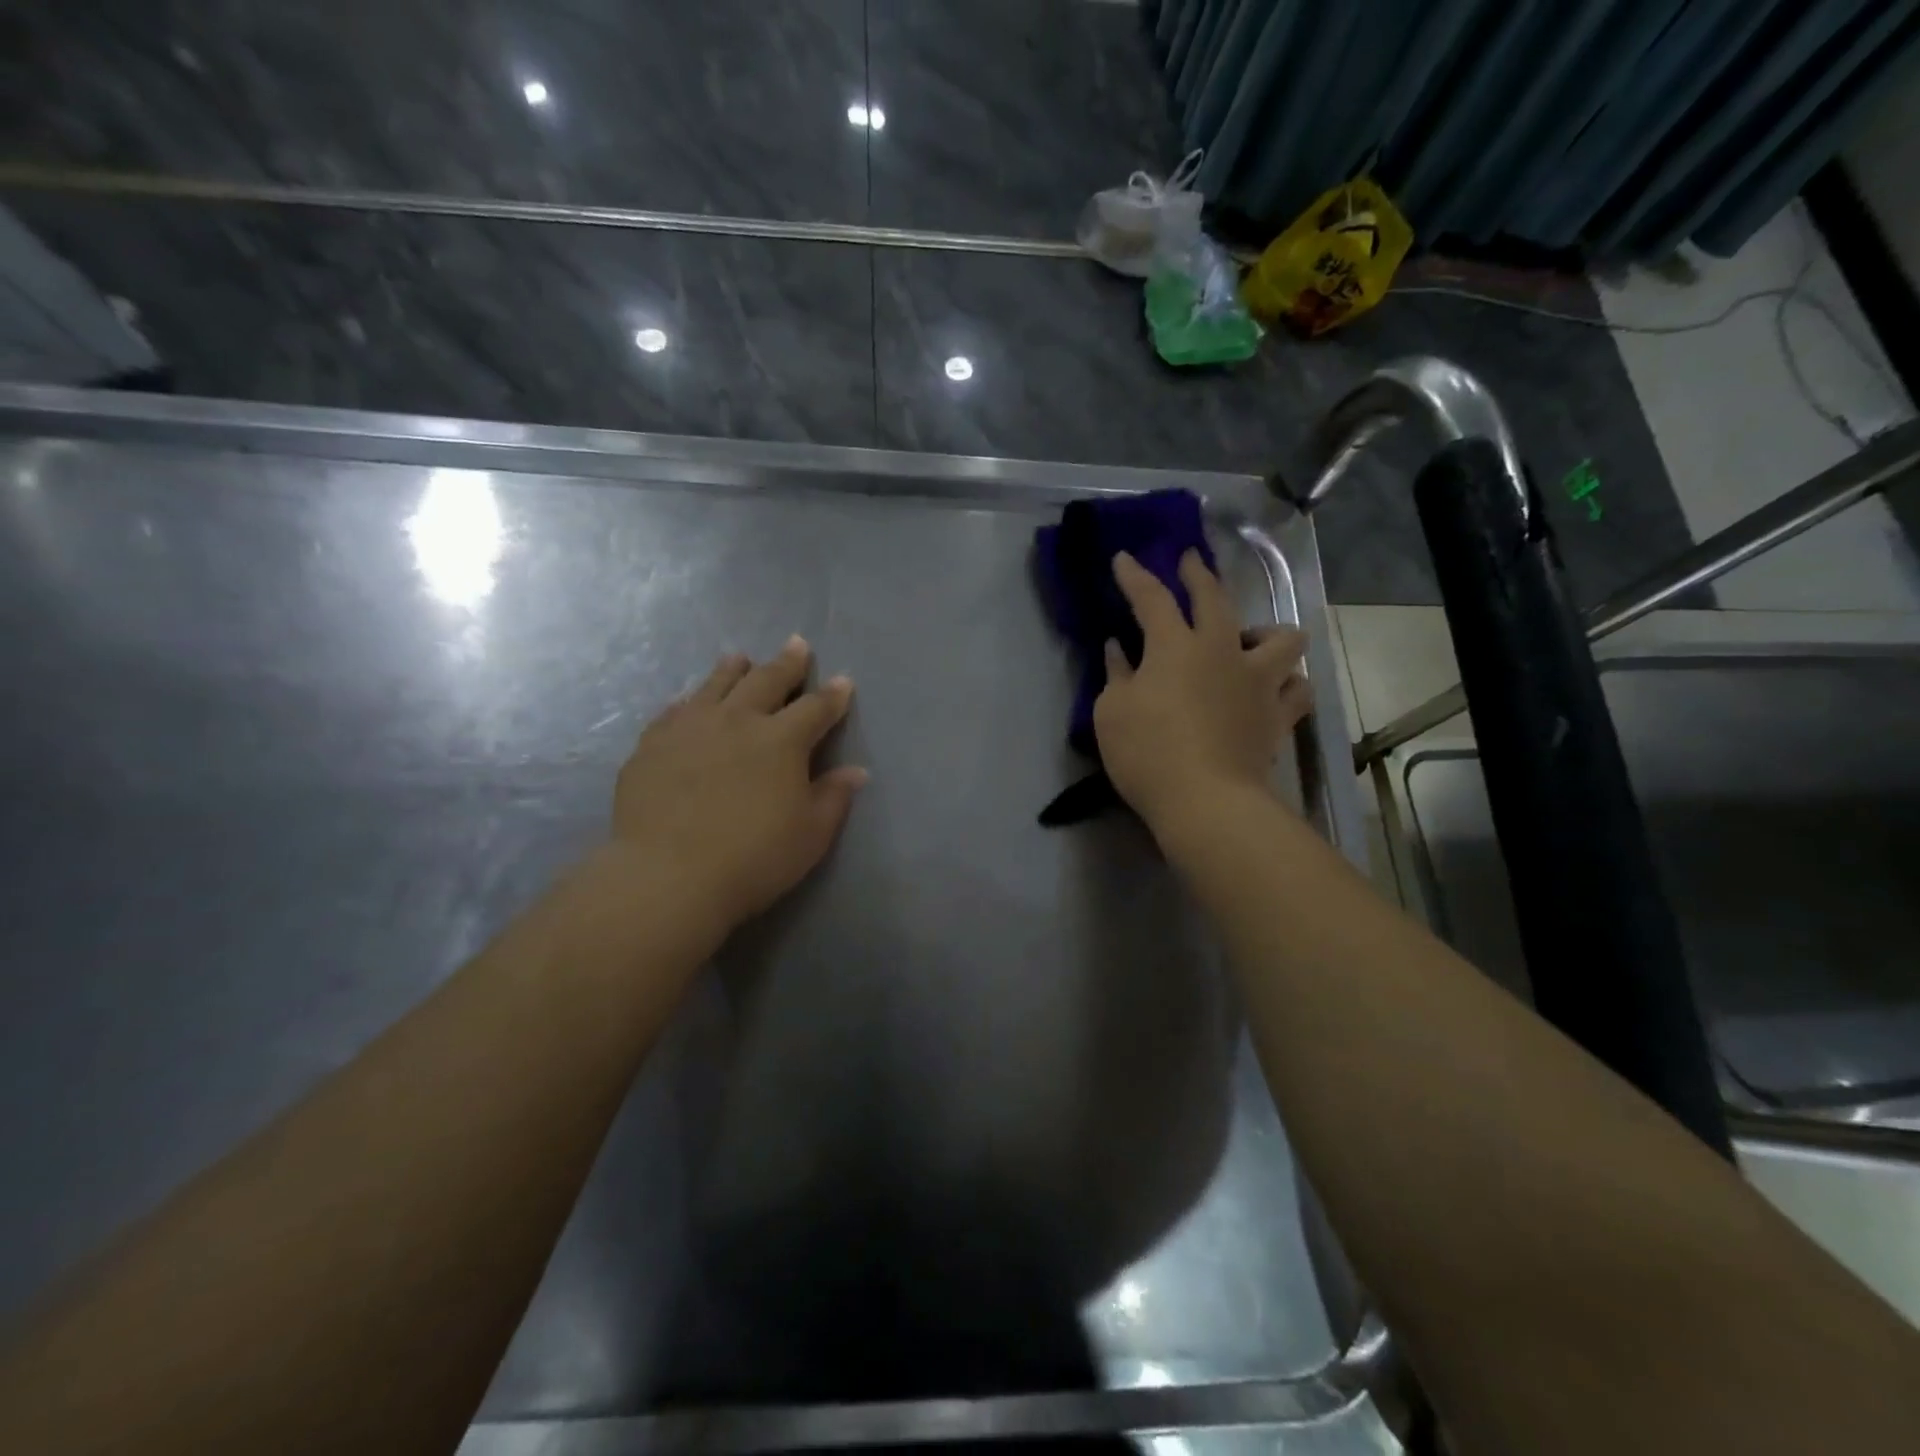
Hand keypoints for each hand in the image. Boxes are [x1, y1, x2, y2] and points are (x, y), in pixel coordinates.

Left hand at [603, 636, 866, 948]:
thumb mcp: (811, 835)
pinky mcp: (652, 744)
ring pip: (716, 685)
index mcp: (782, 740)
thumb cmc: (754, 858)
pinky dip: (689, 701)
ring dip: (733, 669)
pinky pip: (674, 711)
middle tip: (796, 645)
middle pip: (767, 680)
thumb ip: (834, 797)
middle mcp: (738, 720)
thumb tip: (856, 771)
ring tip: (740, 658)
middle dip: (787, 663)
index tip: (843, 682)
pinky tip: (689, 702)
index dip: (833, 695)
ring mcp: (690, 728)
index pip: (816, 708)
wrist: (669, 875)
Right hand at [1094, 550, 1310, 836]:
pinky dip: (1289, 684)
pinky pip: (1299, 689)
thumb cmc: (1147, 753)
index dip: (1135, 576)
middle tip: (1191, 561)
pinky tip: (1278, 689)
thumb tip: (1119, 649)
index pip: (1152, 598)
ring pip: (1283, 637)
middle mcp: (1222, 651)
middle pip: (1217, 598)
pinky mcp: (1279, 716)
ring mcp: (1259, 682)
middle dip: (1200, 574)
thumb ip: (1117, 674)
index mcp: (1175, 646)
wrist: (1206, 801)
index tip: (1124, 558)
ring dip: (1267, 633)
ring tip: (1251, 642)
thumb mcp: (1111, 713)